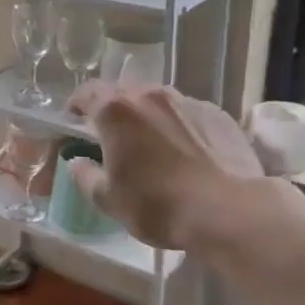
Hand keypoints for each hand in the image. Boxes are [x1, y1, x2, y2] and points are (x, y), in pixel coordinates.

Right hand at [66, 82, 263, 250]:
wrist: (230, 212)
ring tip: (150, 142)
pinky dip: (177, 124)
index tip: (74, 122)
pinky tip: (185, 150)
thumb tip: (78, 163)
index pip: (85, 93)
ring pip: (156, 100)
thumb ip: (85, 176)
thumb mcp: (108, 199)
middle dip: (112, 109)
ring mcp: (186, 102)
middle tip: (111, 135)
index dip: (76, 105)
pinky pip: (186, 112)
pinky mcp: (217, 114)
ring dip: (146, 115)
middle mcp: (149, 95)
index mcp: (115, 111)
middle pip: (121, 92)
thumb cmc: (158, 205)